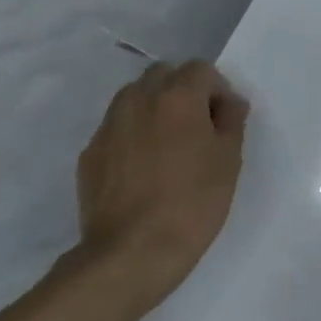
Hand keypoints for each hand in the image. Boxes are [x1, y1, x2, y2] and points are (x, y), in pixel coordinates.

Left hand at [70, 60, 248, 310]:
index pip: (200, 69)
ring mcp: (108, 126)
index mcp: (177, 97)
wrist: (132, 251)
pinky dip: (133, 135)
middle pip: (163, 75)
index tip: (224, 120)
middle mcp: (138, 100)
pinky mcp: (90, 153)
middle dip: (183, 91)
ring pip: (134, 98)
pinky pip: (117, 128)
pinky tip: (144, 170)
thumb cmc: (193, 202)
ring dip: (155, 109)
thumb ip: (231, 121)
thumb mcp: (229, 161)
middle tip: (198, 128)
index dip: (217, 90)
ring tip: (169, 147)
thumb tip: (228, 103)